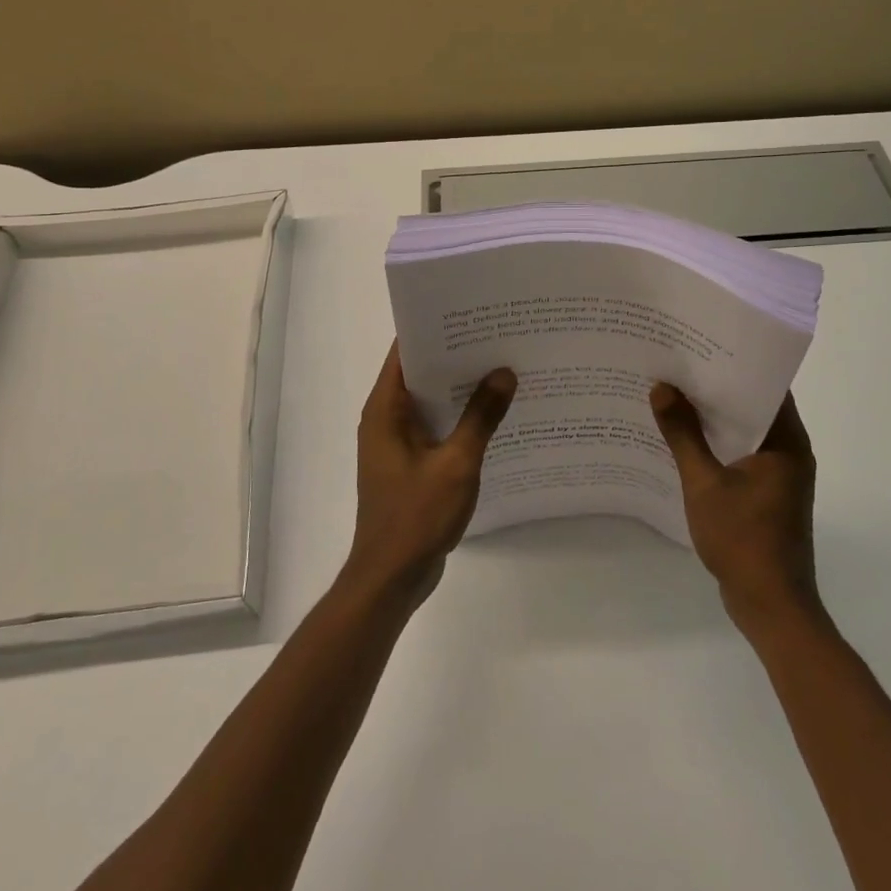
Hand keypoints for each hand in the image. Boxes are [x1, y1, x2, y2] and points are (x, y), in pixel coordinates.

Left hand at [347, 343, 516, 603]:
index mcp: (386, 410)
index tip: (471, 312)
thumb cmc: (416, 517)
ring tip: (503, 367)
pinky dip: (459, 417)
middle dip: (456, 355)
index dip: (435, 328)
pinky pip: (436, 427)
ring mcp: (397, 443)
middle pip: (420, 373)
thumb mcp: (456, 464)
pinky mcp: (410, 464)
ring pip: (431, 401)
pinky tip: (494, 415)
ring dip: (460, 388)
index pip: (405, 352)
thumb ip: (481, 417)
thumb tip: (504, 373)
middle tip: (498, 335)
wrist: (391, 578)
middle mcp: (386, 419)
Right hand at [650, 386, 823, 633]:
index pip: (767, 385)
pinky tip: (685, 439)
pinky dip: (719, 443)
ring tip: (675, 394)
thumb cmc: (743, 540)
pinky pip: (743, 454)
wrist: (771, 606)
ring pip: (747, 431)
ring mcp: (780, 475)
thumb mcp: (705, 483)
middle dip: (718, 387)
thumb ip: (683, 435)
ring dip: (716, 417)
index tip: (702, 344)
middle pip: (755, 405)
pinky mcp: (769, 494)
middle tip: (679, 365)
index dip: (736, 362)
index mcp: (786, 442)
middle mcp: (790, 451)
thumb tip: (662, 388)